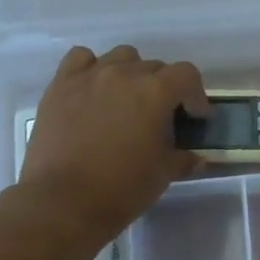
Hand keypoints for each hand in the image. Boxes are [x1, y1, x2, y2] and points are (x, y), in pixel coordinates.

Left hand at [18, 45, 209, 243]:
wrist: (63, 202)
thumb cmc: (122, 188)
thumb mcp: (163, 174)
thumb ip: (184, 159)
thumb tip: (199, 158)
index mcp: (155, 92)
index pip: (187, 75)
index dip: (195, 95)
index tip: (194, 118)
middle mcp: (123, 74)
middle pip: (154, 66)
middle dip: (164, 88)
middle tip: (160, 117)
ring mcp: (89, 76)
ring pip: (120, 57)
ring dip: (131, 73)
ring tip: (126, 100)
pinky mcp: (60, 85)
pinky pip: (81, 59)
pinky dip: (92, 68)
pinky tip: (93, 90)